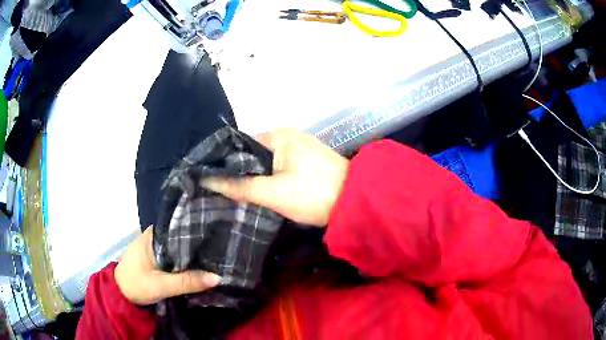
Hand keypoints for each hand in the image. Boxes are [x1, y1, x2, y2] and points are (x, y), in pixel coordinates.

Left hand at [114, 227, 220, 304]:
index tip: (221, 240)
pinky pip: (175, 256)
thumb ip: (187, 282)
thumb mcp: (161, 285)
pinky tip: (200, 266)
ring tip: (218, 257)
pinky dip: (186, 261)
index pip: (182, 228)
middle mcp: (155, 235)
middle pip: (182, 238)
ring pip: (179, 248)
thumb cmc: (136, 285)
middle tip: (224, 251)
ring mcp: (155, 246)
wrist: (120, 294)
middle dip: (200, 246)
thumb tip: (218, 277)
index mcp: (154, 235)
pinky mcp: (156, 256)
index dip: (201, 235)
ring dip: (193, 255)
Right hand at [202, 128, 348, 225]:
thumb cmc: (313, 193)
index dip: (226, 162)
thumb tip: (207, 180)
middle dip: (240, 172)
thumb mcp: (273, 192)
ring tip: (235, 195)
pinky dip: (270, 179)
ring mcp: (300, 149)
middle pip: (254, 154)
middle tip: (222, 192)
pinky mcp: (307, 163)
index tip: (211, 180)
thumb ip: (240, 186)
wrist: (355, 203)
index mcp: (279, 135)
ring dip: (255, 178)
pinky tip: (260, 193)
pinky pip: (280, 169)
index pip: (241, 145)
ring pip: (267, 163)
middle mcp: (289, 137)